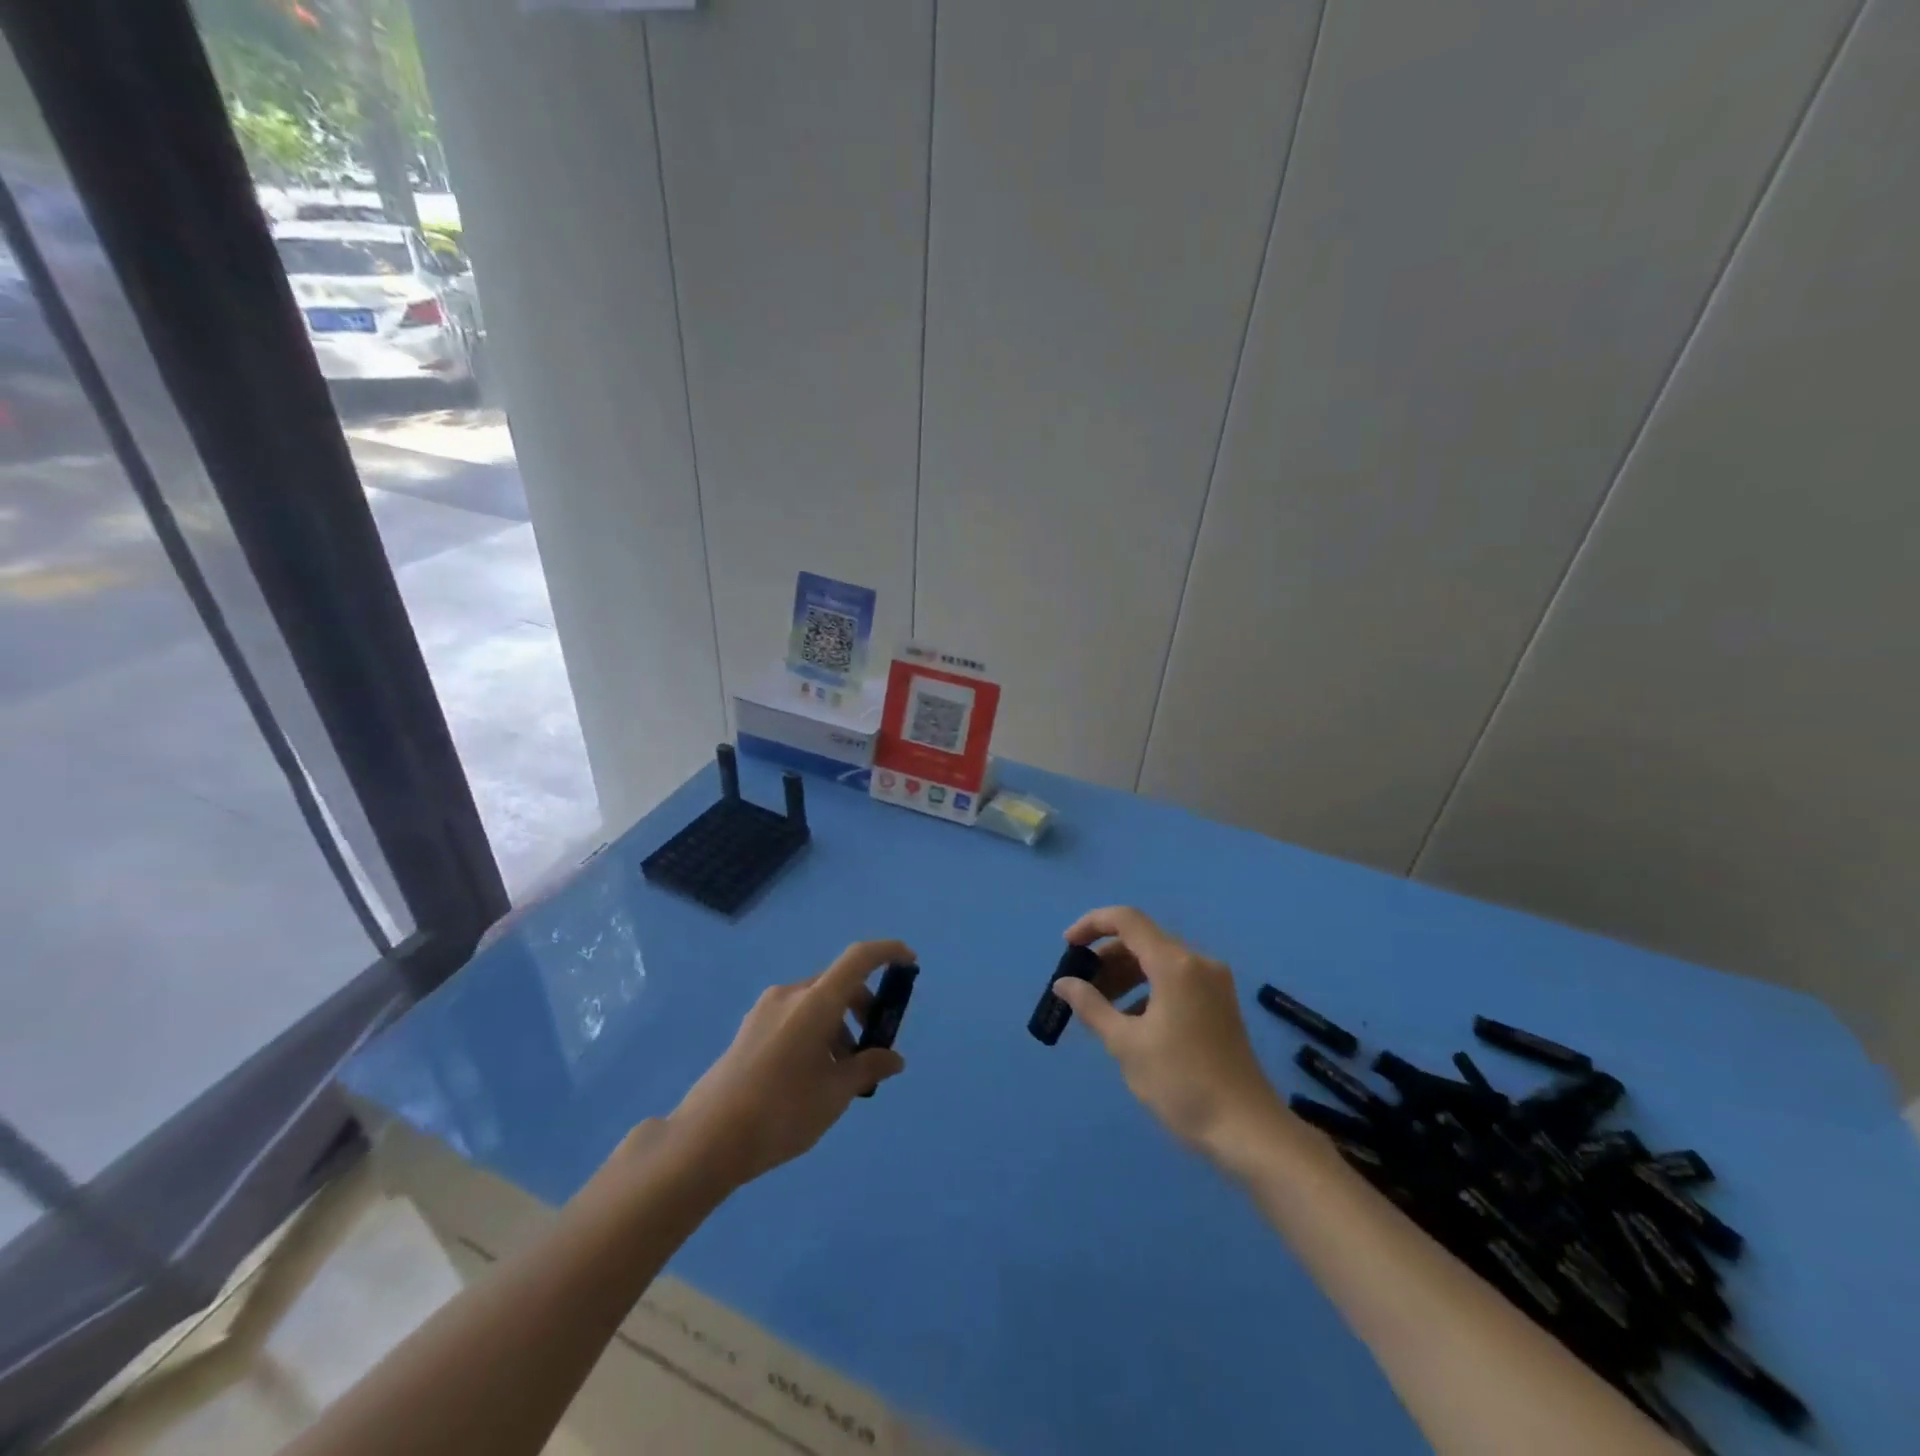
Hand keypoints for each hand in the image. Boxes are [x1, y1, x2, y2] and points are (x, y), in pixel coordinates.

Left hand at [666, 940, 910, 1188]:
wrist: (706, 1139)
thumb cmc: (782, 1111)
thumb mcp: (835, 1094)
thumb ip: (868, 1068)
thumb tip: (893, 1059)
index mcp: (815, 1001)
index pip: (859, 958)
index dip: (888, 952)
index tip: (910, 962)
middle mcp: (791, 994)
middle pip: (838, 984)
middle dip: (863, 1008)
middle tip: (874, 1049)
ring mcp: (766, 1009)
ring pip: (816, 1003)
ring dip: (839, 1025)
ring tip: (842, 1073)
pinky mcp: (750, 1028)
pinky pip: (795, 1016)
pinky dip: (816, 1031)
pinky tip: (813, 1074)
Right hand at [1053, 907, 1279, 1155]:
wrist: (1248, 1132)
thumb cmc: (1182, 1083)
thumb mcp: (1126, 1044)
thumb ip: (1091, 1006)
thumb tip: (1063, 984)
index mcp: (1175, 964)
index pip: (1127, 920)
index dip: (1092, 925)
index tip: (1067, 948)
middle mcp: (1198, 963)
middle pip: (1142, 941)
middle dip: (1106, 958)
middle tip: (1079, 988)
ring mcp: (1213, 983)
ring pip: (1158, 961)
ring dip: (1125, 975)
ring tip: (1099, 1008)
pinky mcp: (1219, 1004)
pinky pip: (1174, 980)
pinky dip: (1146, 990)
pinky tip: (1130, 1022)